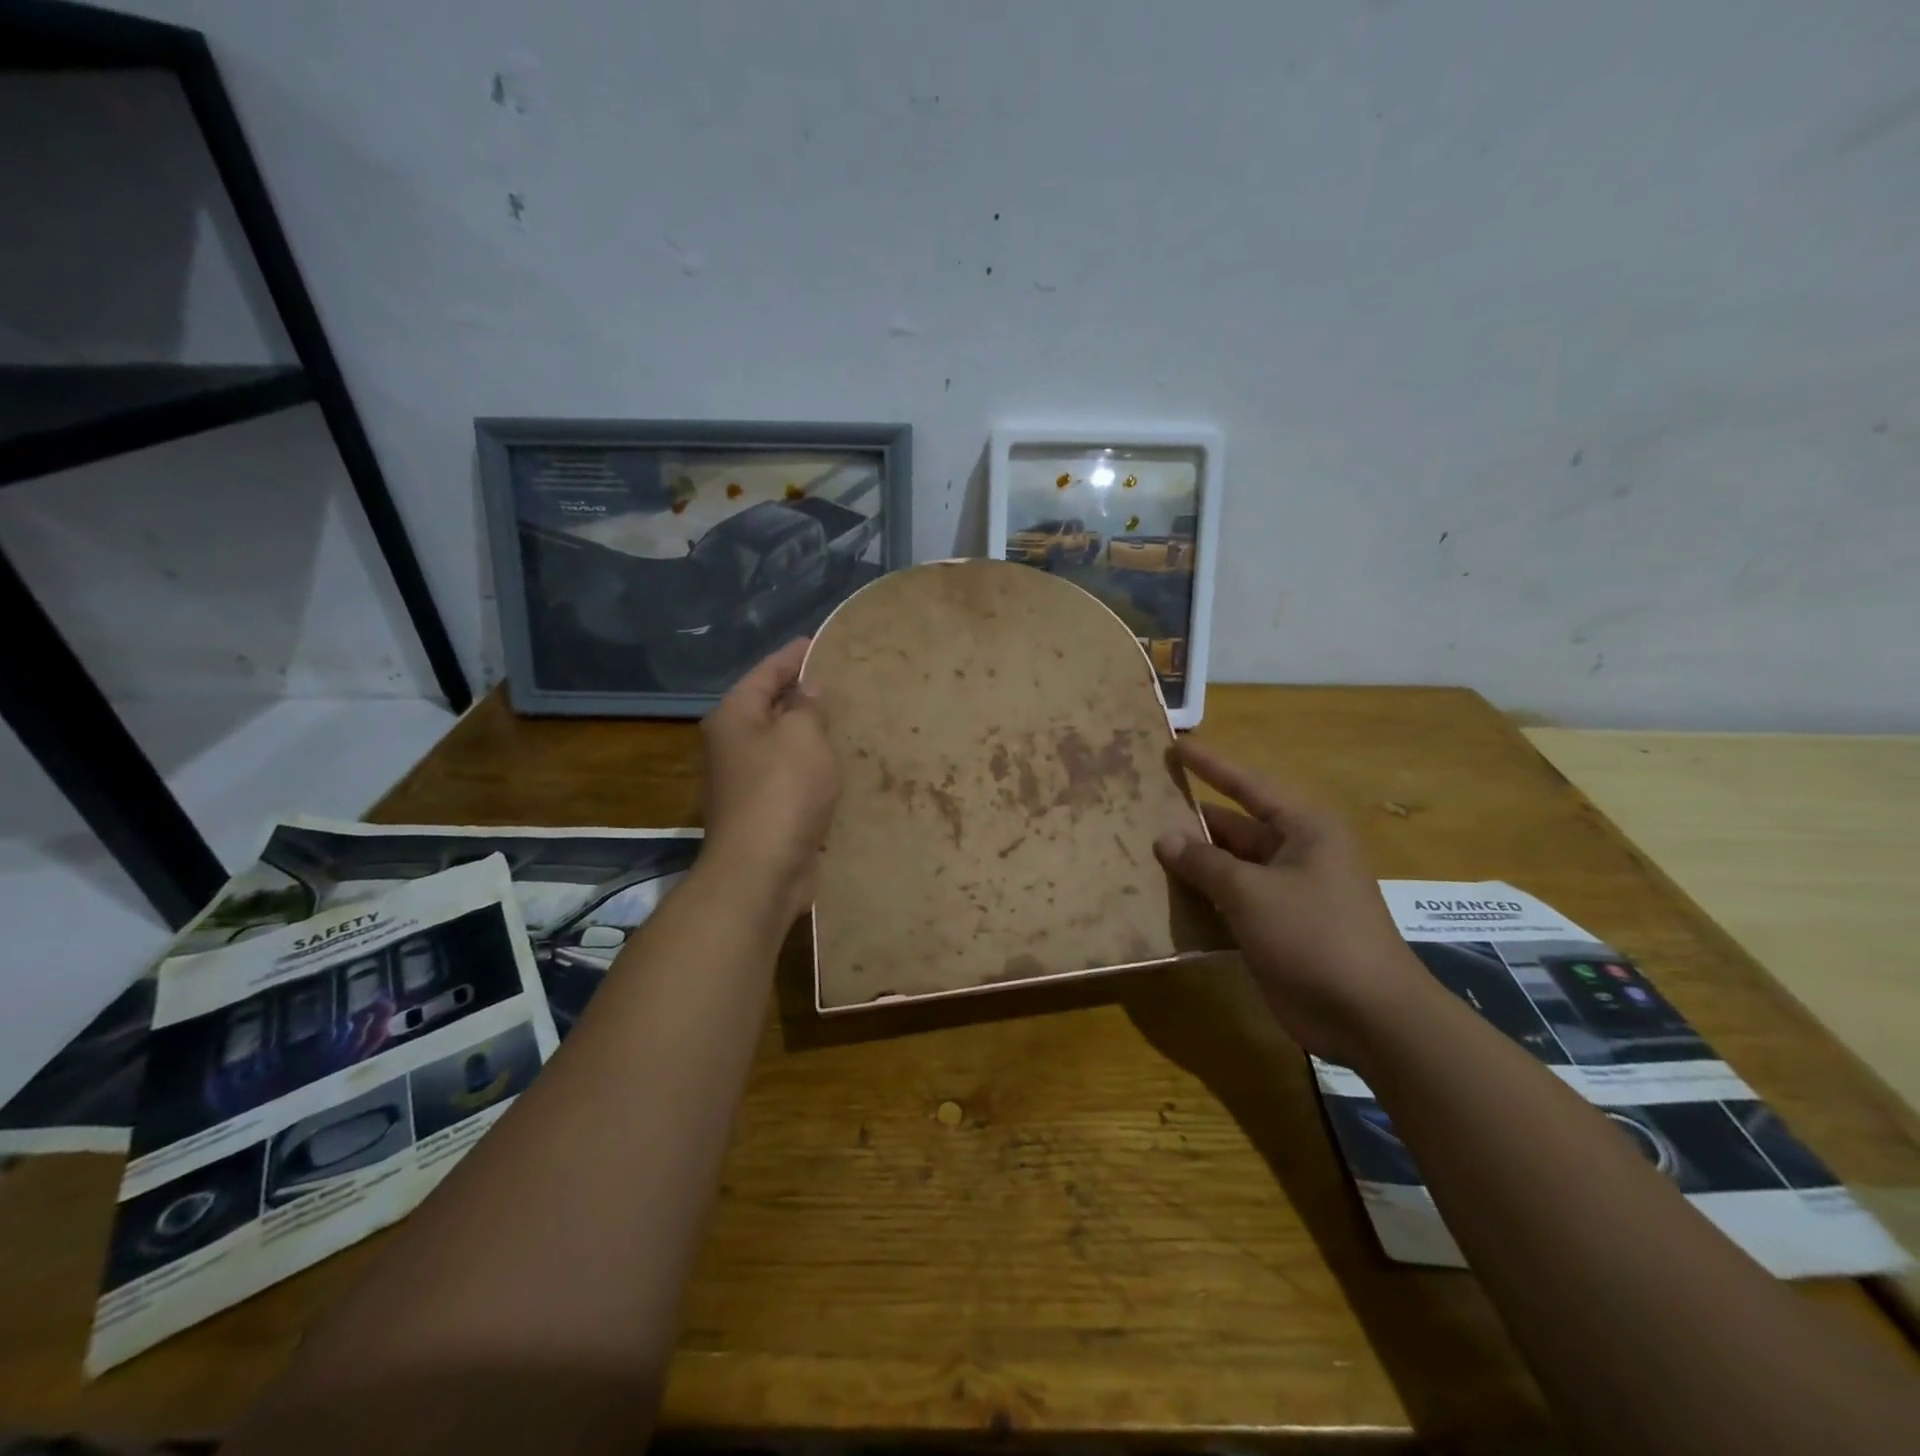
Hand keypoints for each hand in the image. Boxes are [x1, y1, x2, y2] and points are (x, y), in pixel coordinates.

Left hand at [699, 638, 840, 925]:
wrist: (762, 870)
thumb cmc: (782, 791)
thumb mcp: (802, 736)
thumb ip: (807, 707)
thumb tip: (807, 692)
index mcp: (734, 717)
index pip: (765, 673)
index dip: (792, 656)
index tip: (818, 642)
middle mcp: (732, 744)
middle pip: (768, 706)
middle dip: (800, 693)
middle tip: (838, 680)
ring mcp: (744, 780)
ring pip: (781, 743)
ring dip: (807, 732)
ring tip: (843, 718)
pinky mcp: (763, 810)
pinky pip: (790, 774)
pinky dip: (810, 765)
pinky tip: (836, 764)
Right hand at [1153, 740, 1433, 1065]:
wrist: (1368, 1016)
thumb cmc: (1314, 935)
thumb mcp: (1252, 893)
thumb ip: (1205, 863)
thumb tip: (1164, 838)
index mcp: (1302, 828)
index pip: (1247, 784)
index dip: (1209, 764)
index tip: (1175, 745)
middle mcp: (1295, 852)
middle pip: (1233, 826)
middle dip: (1190, 821)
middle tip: (1140, 807)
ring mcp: (1285, 891)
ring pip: (1228, 866)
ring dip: (1191, 862)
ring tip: (1139, 849)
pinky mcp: (1275, 926)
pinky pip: (1230, 900)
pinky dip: (1202, 897)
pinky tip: (1162, 895)